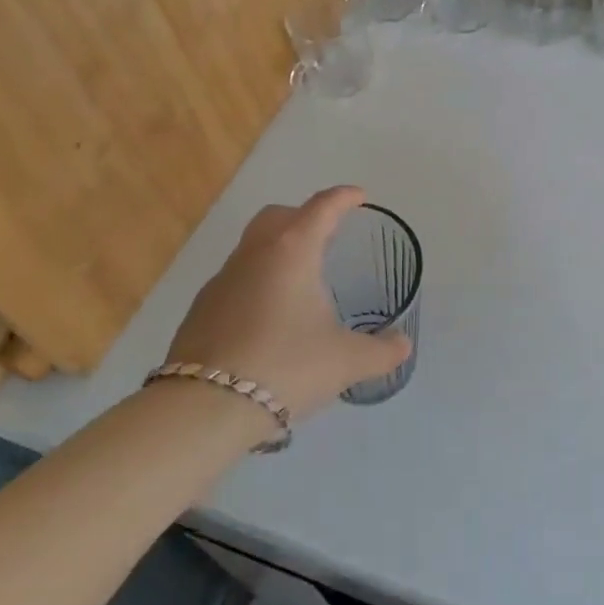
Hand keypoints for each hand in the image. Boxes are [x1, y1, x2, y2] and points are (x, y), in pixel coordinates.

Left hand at [164, 186, 410, 423]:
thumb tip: (403, 345)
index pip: (321, 208)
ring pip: (252, 248)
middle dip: (303, 216)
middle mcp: (254, 255)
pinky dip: (256, 284)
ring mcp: (221, 281)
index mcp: (292, 252)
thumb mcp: (346, 362)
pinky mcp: (200, 310)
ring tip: (299, 282)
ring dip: (276, 251)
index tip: (358, 196)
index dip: (343, 198)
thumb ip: (381, 352)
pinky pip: (235, 281)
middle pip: (277, 216)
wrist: (205, 408)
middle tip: (325, 235)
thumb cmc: (286, 367)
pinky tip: (267, 319)